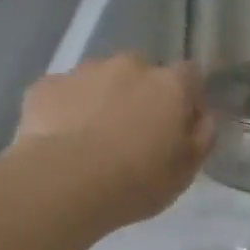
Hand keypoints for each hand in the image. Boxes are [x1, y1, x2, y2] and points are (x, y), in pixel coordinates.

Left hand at [14, 54, 214, 227]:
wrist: (63, 183)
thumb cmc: (135, 182)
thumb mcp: (184, 173)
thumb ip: (201, 139)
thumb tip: (204, 119)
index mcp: (169, 85)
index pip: (190, 76)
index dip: (187, 98)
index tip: (180, 126)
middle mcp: (129, 66)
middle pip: (142, 73)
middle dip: (141, 96)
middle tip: (133, 135)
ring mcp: (84, 71)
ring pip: (100, 79)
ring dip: (103, 100)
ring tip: (92, 140)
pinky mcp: (46, 86)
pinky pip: (64, 93)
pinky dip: (67, 110)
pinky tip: (61, 141)